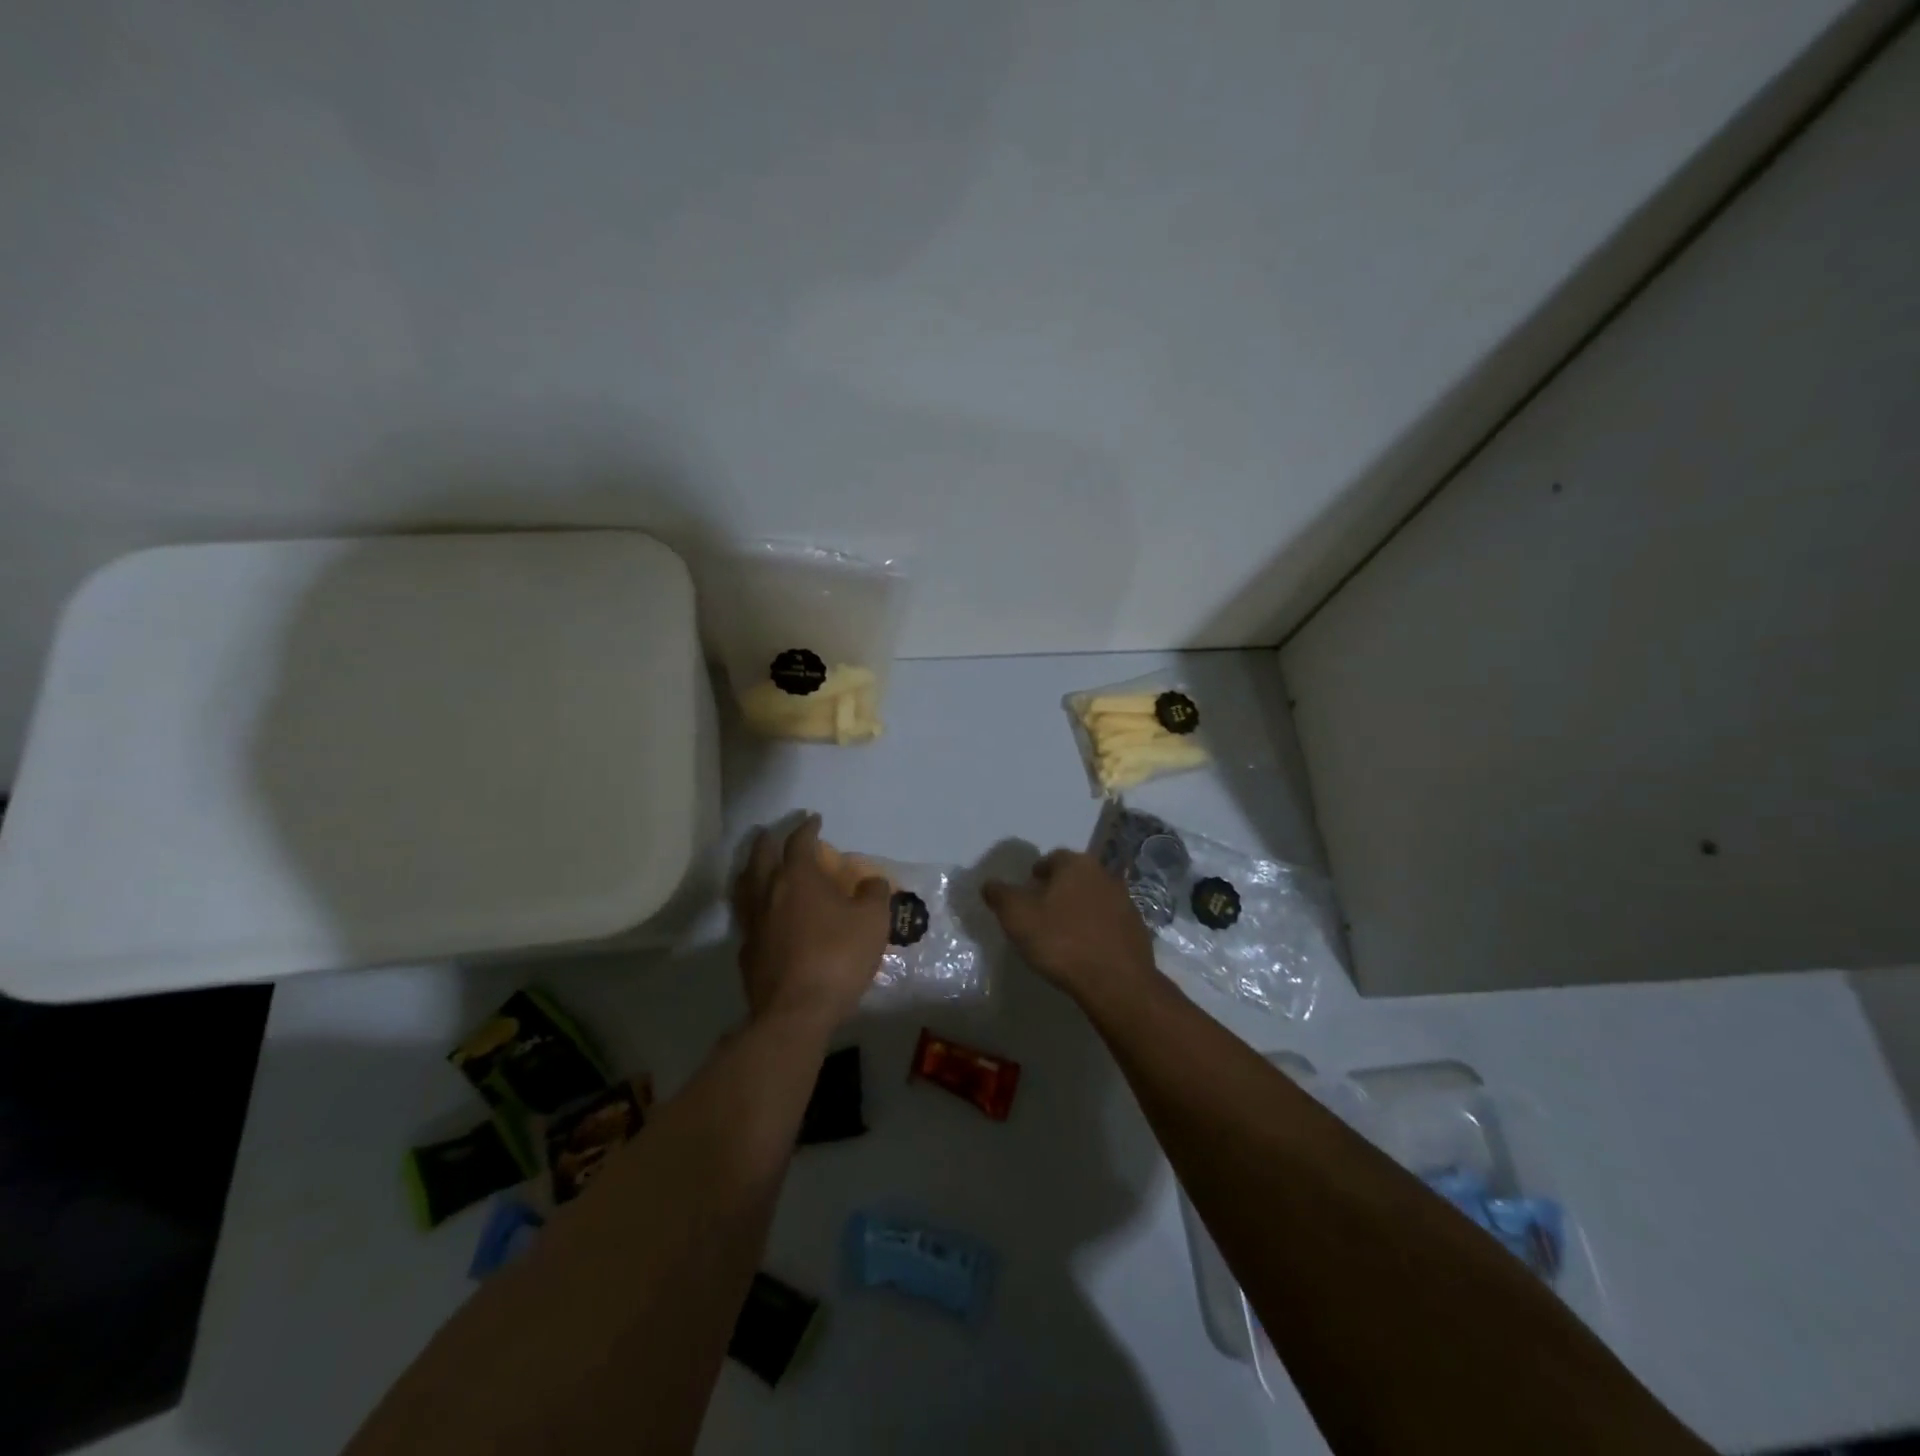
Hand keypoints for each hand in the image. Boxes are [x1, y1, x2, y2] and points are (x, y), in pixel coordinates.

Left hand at [733, 815, 889, 1029]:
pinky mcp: (747, 952)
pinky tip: (762, 915)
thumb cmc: (838, 957)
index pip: (799, 842)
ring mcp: (753, 923)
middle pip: (761, 857)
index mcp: (798, 878)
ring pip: (745, 886)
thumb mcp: (873, 921)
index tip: (813, 819)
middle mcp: (769, 893)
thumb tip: (871, 881)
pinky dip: (754, 906)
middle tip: (774, 833)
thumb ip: (874, 894)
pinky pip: (747, 918)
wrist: (797, 1011)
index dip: (807, 828)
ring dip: (752, 870)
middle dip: (769, 841)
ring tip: (758, 866)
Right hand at [983, 849, 1160, 1007]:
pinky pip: (1109, 921)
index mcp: (1076, 865)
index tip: (1027, 891)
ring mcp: (1125, 901)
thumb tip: (989, 884)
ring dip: (1079, 908)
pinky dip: (1096, 928)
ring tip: (1063, 931)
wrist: (1116, 981)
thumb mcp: (1017, 917)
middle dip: (1059, 889)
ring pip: (1094, 897)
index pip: (1053, 858)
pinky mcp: (1137, 928)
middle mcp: (1104, 874)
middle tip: (1042, 910)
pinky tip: (1086, 948)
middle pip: (1076, 876)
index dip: (1037, 873)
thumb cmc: (1061, 941)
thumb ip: (1000, 896)